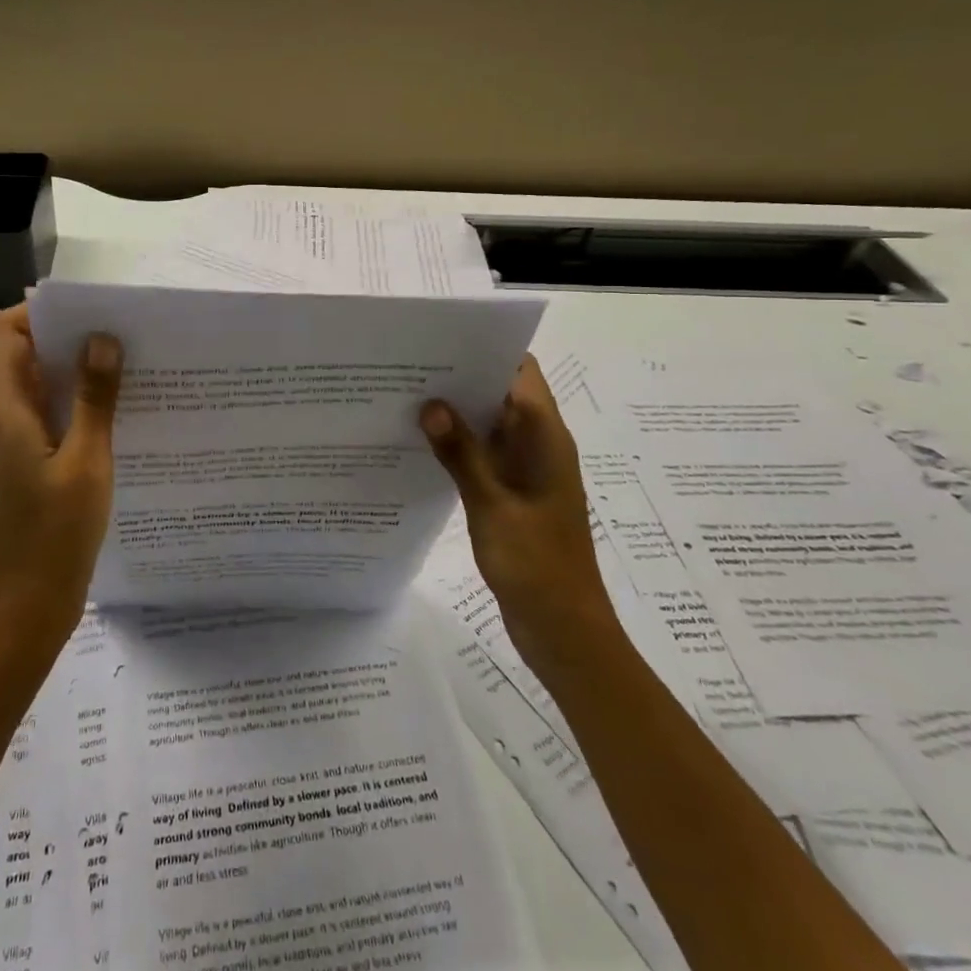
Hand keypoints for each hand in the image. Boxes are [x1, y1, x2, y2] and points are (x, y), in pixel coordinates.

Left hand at [0, 304, 122, 649]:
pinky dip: (71, 411)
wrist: (23, 613)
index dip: (43, 312)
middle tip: (122, 338)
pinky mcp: (16, 471)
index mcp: (4, 412)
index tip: (91, 312)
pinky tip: (112, 422)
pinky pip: (41, 423)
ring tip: (126, 374)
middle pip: (22, 358)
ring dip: (73, 378)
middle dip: (68, 341)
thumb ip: (95, 399)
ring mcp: (3, 449)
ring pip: (35, 392)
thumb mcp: (87, 462)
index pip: (7, 333)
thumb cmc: (55, 537)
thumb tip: (102, 339)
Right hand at [420, 355, 611, 670]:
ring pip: (490, 424)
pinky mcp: (513, 493)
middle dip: (461, 379)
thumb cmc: (536, 563)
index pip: (520, 372)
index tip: (440, 342)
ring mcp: (527, 470)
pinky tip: (421, 445)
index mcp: (546, 438)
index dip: (486, 351)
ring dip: (457, 413)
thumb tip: (430, 405)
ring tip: (406, 398)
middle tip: (409, 368)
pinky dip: (459, 445)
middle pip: (502, 393)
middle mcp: (539, 444)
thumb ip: (461, 453)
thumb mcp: (492, 505)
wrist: (564, 629)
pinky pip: (485, 454)